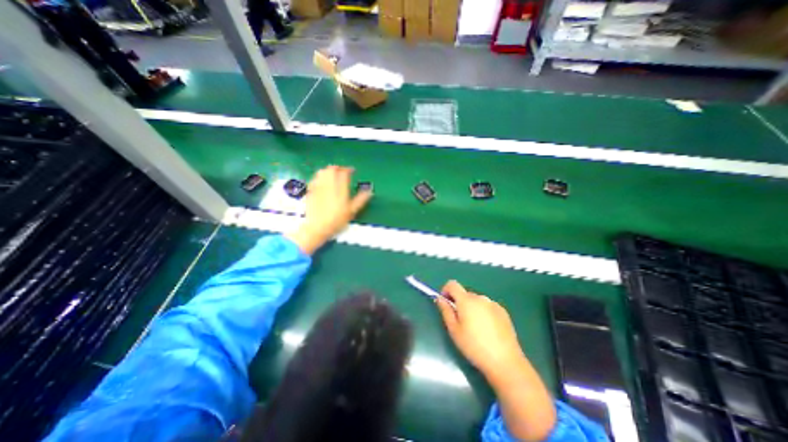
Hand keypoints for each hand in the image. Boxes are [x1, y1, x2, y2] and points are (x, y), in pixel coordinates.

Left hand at [285, 165, 370, 254]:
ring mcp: (318, 186)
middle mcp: (329, 184)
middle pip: (332, 169)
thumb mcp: (352, 211)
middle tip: (342, 171)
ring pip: (322, 172)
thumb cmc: (337, 220)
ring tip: (332, 174)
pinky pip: (315, 178)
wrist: (318, 227)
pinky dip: (319, 176)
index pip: (344, 172)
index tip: (352, 171)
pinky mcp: (310, 191)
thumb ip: (361, 199)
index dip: (348, 169)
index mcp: (340, 188)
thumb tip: (370, 191)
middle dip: (338, 168)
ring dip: (328, 170)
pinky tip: (322, 181)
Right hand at [433, 281, 524, 378]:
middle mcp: (480, 297)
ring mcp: (493, 304)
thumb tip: (440, 298)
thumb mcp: (454, 330)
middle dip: (459, 303)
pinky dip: (483, 312)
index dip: (446, 290)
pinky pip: (487, 306)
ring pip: (476, 300)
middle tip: (460, 321)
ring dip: (471, 308)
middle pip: (465, 294)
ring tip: (475, 328)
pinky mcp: (503, 311)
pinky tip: (487, 330)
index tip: (445, 303)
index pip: (452, 284)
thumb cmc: (474, 346)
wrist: (505, 362)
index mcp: (466, 300)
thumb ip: (445, 311)